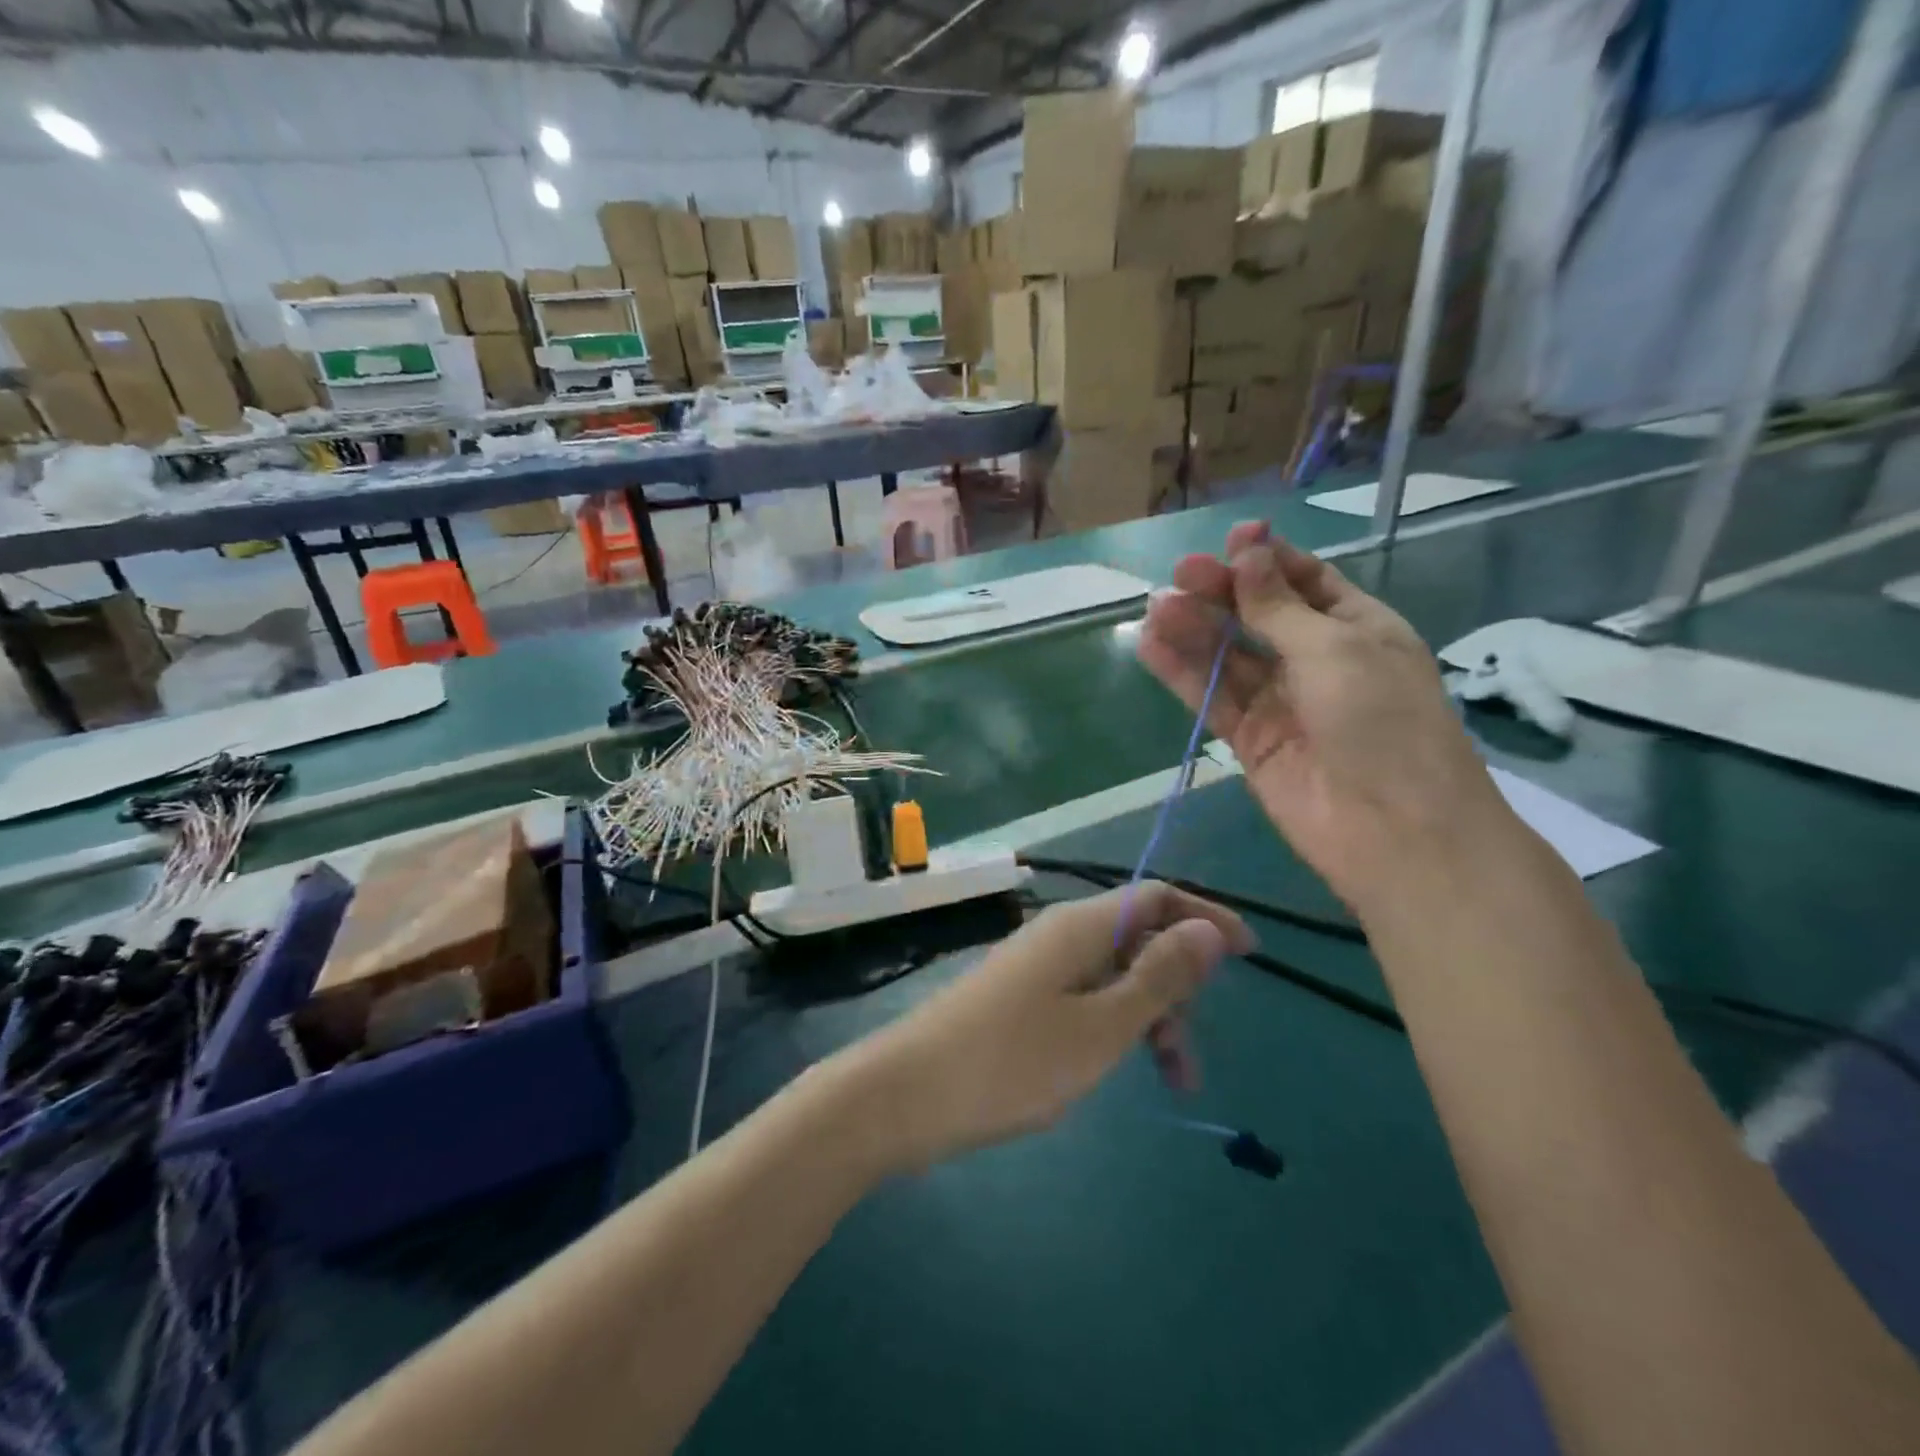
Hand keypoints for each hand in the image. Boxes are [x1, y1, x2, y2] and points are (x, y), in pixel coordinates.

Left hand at [839, 885, 1251, 1171]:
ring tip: (1165, 1081)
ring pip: (1112, 975)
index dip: (1205, 919)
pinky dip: (1111, 1026)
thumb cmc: (1012, 1063)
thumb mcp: (1102, 1028)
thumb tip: (1208, 928)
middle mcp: (1058, 934)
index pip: (1157, 897)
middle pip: (1137, 939)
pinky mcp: (1018, 998)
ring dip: (1147, 1017)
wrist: (905, 1095)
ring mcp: (1034, 966)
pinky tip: (1109, 1067)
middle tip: (1188, 1062)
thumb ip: (1158, 978)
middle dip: (1176, 989)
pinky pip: (1083, 997)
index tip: (1250, 956)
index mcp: (1081, 926)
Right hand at [1137, 522, 1512, 916]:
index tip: (1230, 540)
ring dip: (1193, 630)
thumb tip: (1248, 552)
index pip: (1305, 580)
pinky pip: (1211, 696)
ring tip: (1155, 608)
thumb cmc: (1381, 721)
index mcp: (1356, 627)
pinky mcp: (1249, 739)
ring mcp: (1280, 701)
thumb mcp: (1334, 648)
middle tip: (1181, 575)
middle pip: (1258, 615)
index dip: (1267, 559)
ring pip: (1228, 655)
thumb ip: (1278, 606)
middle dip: (1221, 592)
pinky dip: (1182, 672)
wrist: (1392, 828)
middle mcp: (1316, 659)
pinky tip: (1151, 645)